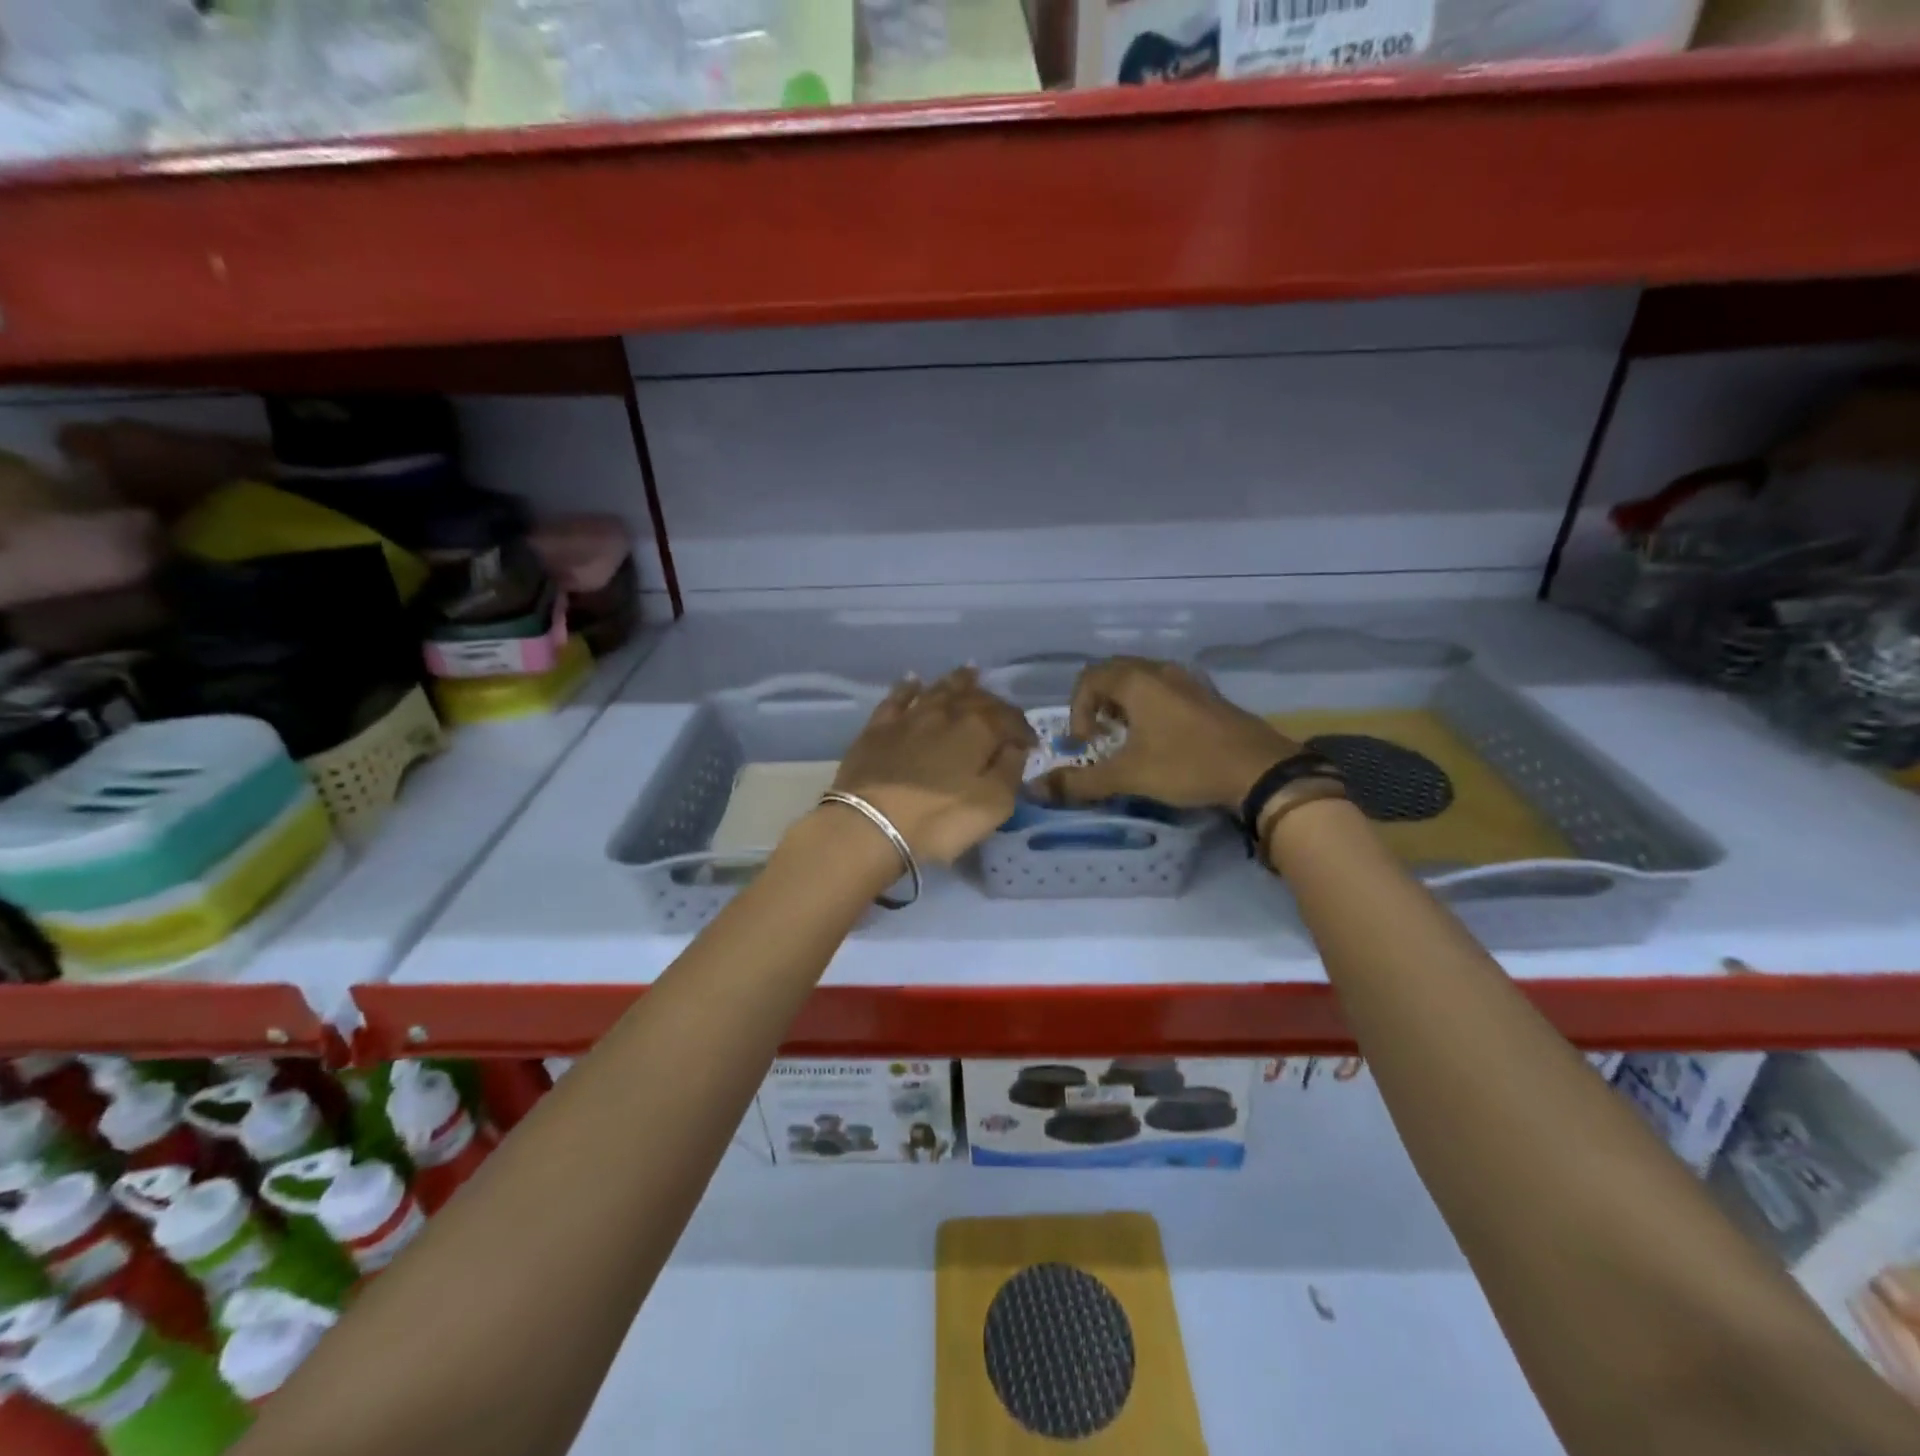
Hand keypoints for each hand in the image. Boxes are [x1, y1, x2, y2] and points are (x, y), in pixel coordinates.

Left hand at [829, 667, 1036, 864]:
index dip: (1023, 730)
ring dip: (956, 681)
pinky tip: (913, 681)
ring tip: (969, 673)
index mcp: (978, 729)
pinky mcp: (878, 728)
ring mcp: (909, 717)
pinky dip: (908, 687)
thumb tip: (1015, 747)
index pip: (1009, 719)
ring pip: (938, 690)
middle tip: (1002, 711)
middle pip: (975, 698)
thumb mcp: (993, 805)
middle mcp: (945, 712)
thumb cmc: (939, 819)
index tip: (1031, 744)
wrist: (870, 825)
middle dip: (993, 702)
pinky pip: (897, 698)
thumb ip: (1010, 771)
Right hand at [1048, 657, 1299, 810]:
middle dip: (1098, 704)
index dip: (1077, 711)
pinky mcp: (1206, 696)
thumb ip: (1080, 782)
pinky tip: (1160, 740)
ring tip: (1126, 739)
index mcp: (1136, 681)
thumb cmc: (1186, 765)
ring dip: (1124, 705)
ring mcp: (1187, 681)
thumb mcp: (1128, 776)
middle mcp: (1160, 671)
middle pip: (1113, 673)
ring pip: (1141, 680)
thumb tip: (1037, 790)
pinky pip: (1164, 690)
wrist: (1259, 770)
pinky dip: (1149, 708)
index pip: (1088, 679)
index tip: (1086, 744)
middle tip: (1100, 737)